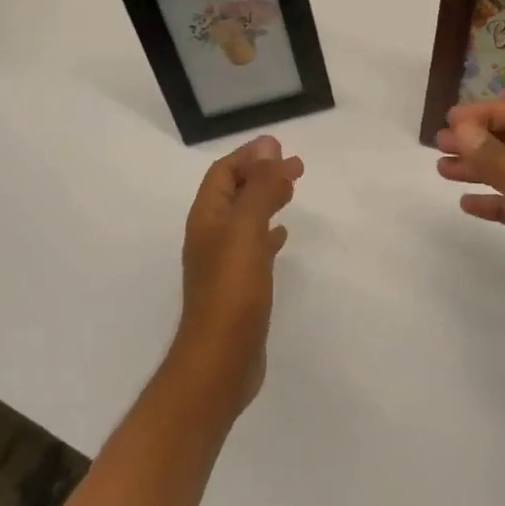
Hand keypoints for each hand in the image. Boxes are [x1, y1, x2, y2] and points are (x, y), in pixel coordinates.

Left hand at [174, 134, 302, 411]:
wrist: (220, 361)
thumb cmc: (232, 290)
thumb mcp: (247, 229)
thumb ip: (259, 187)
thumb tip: (269, 145)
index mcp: (207, 217)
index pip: (224, 173)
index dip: (250, 156)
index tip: (281, 148)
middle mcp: (210, 235)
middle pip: (235, 192)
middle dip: (262, 174)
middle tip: (297, 167)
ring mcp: (223, 262)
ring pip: (246, 217)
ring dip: (267, 199)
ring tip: (292, 191)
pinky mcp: (238, 286)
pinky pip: (254, 246)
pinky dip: (269, 232)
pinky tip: (283, 236)